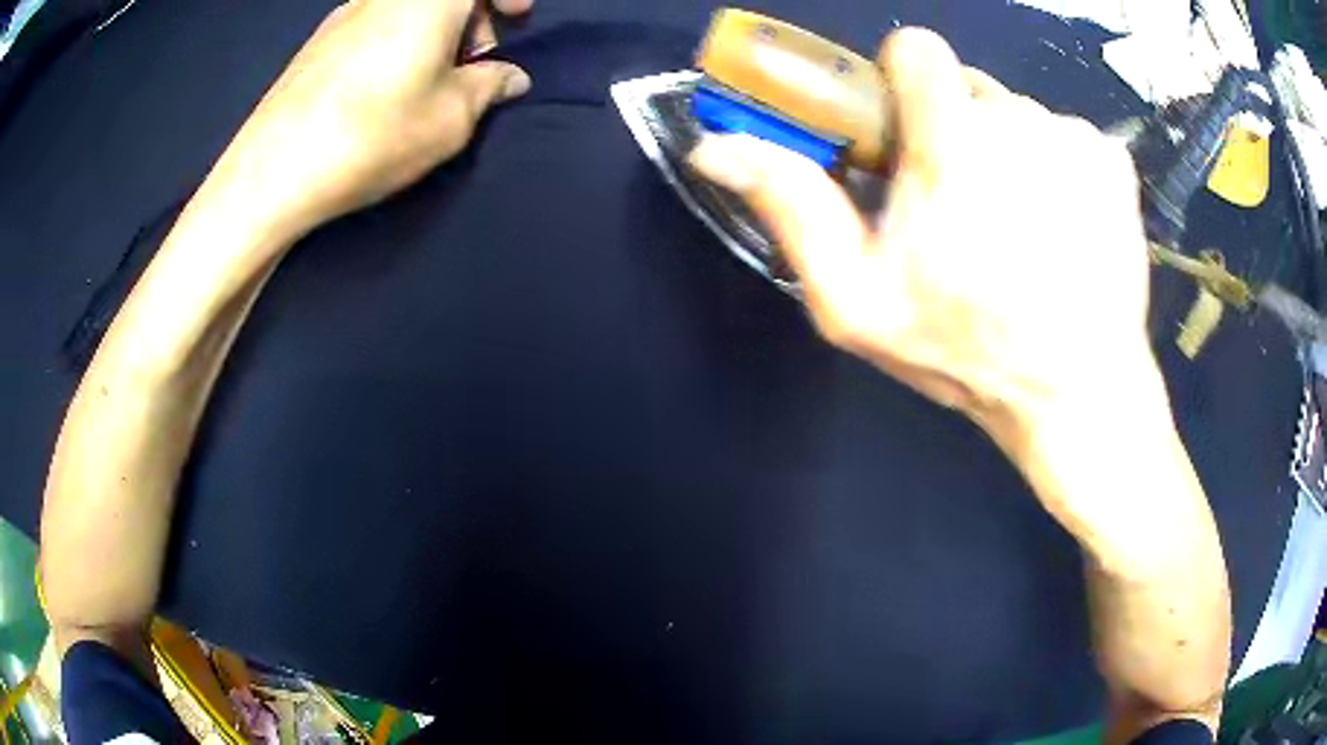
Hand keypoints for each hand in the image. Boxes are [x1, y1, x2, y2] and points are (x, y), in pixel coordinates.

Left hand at [199, 0, 532, 243]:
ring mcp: (343, 15)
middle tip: (470, 62)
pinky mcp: (315, 43)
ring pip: (405, 6)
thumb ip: (489, 86)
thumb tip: (508, 76)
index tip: (516, 20)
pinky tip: (380, 89)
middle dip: (469, 14)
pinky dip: (393, 40)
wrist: (273, 172)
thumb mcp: (451, 118)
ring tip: (424, 81)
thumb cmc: (373, 136)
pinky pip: (372, 24)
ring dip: (430, 30)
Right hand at [689, 29, 1154, 454]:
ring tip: (1017, 229)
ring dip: (1008, 154)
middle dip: (956, 131)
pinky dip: (1058, 170)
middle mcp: (1020, 122)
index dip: (904, 83)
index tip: (910, 135)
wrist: (1078, 390)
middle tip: (964, 208)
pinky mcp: (1114, 161)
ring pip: (1019, 114)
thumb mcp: (857, 301)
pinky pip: (1066, 137)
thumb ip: (793, 208)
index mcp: (954, 144)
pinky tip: (1062, 228)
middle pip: (967, 88)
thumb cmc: (967, 351)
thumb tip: (717, 145)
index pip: (915, 48)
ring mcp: (1075, 139)